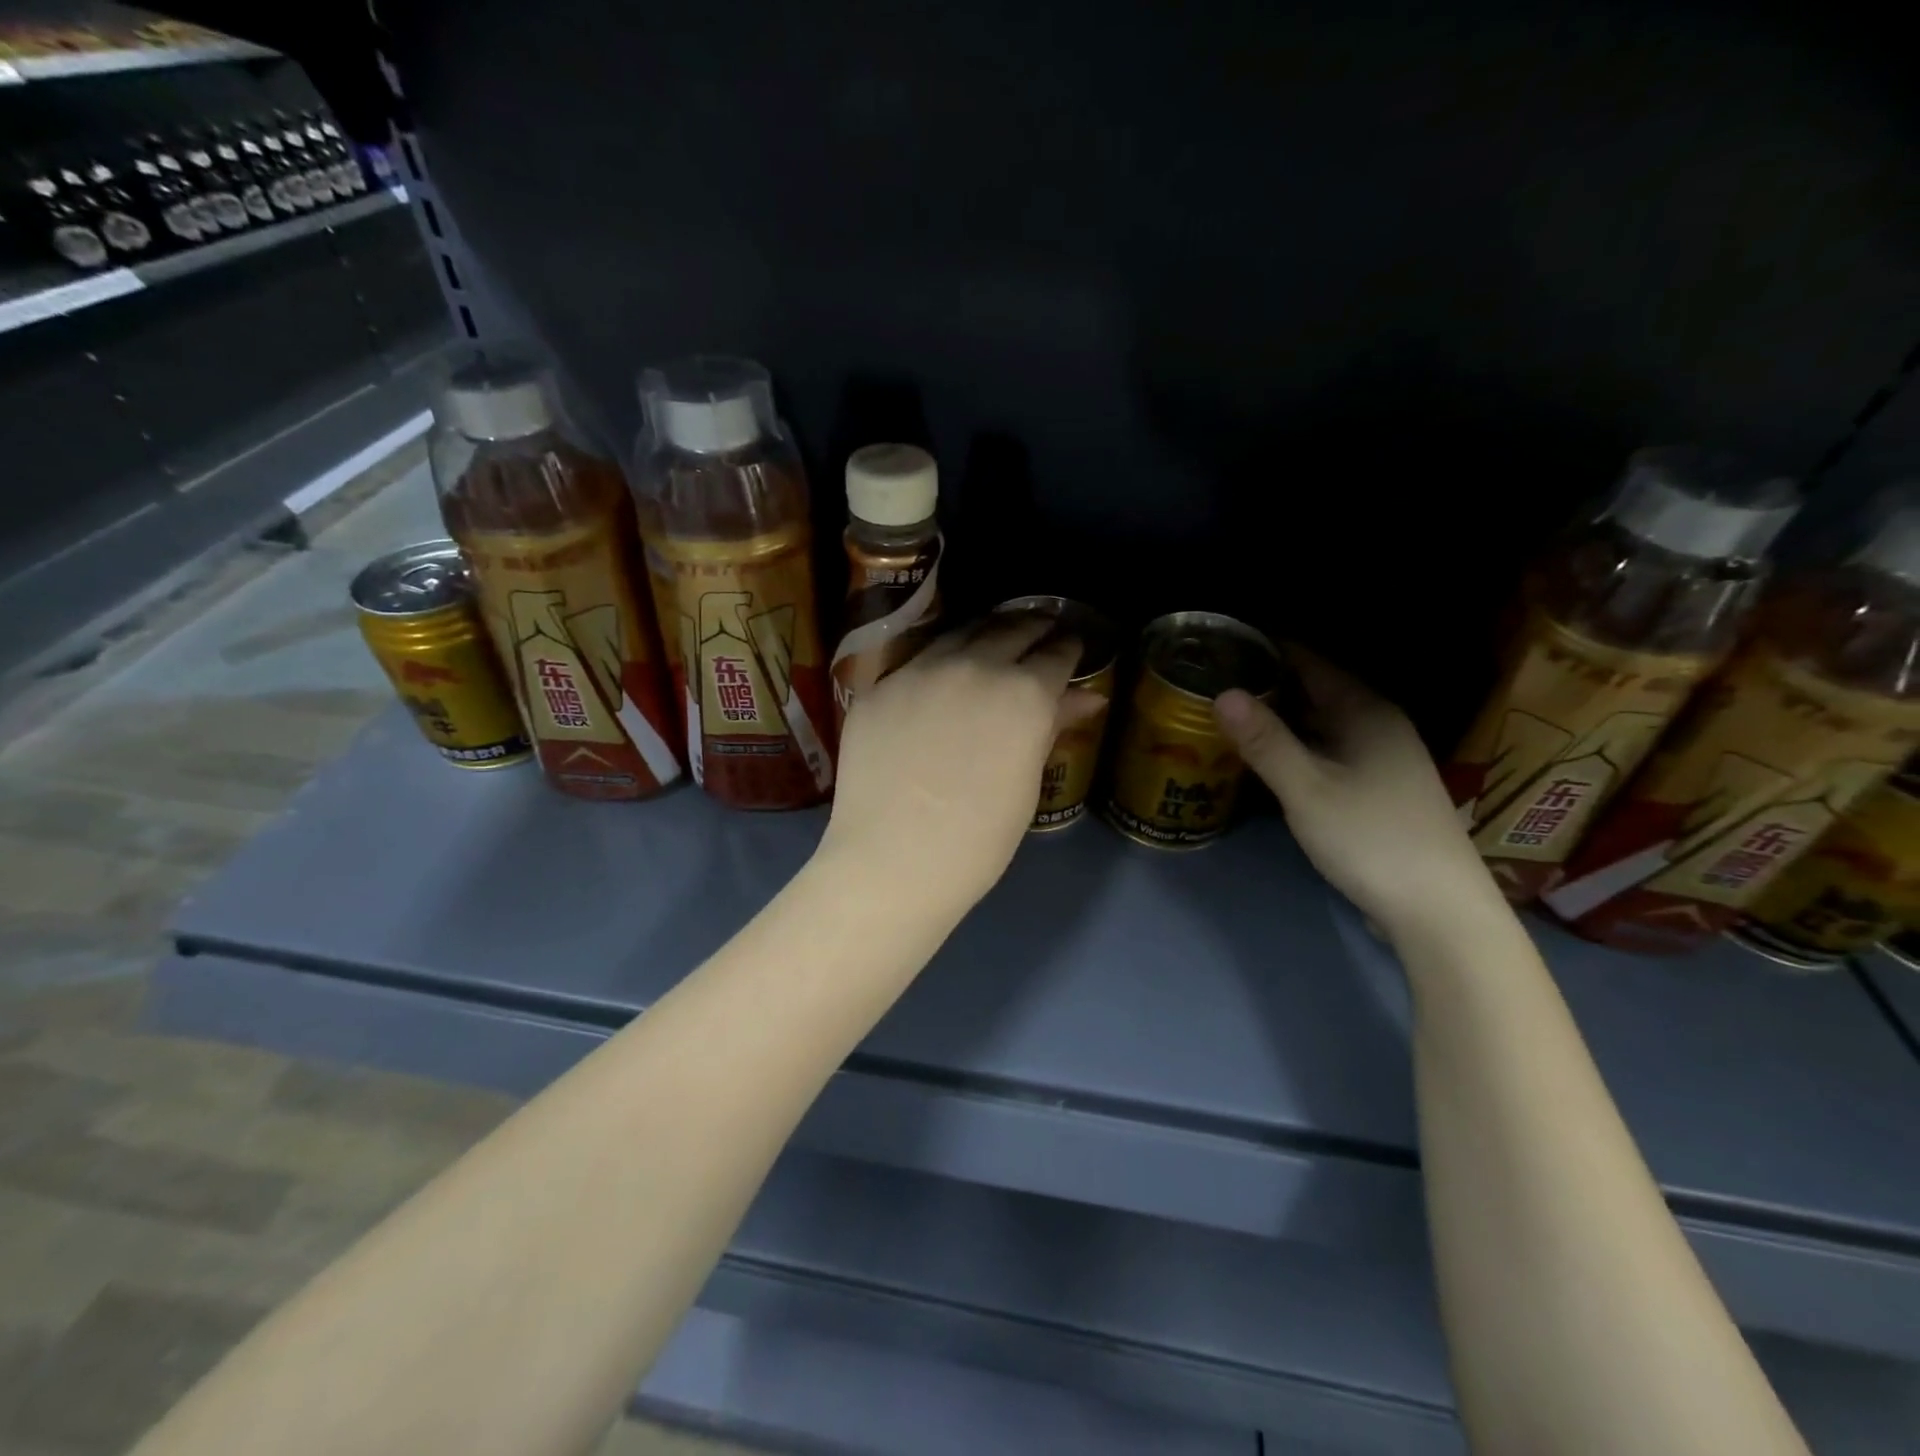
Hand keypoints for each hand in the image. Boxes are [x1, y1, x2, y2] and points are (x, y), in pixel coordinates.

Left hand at [818, 618, 1103, 918]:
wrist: (893, 860)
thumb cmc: (978, 839)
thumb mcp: (1027, 783)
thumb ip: (1052, 727)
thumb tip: (1087, 697)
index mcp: (1024, 693)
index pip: (1056, 654)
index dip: (1068, 649)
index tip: (1071, 648)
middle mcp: (975, 666)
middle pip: (1011, 629)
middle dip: (1032, 628)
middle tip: (1040, 632)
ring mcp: (920, 670)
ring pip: (961, 634)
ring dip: (986, 633)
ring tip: (994, 639)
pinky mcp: (880, 686)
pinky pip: (917, 661)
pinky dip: (940, 660)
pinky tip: (942, 673)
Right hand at [1214, 648, 1497, 936]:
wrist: (1437, 909)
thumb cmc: (1370, 838)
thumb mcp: (1307, 789)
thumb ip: (1265, 741)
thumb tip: (1223, 693)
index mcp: (1367, 712)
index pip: (1312, 662)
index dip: (1269, 650)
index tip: (1223, 646)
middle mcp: (1378, 726)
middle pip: (1317, 692)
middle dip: (1268, 685)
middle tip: (1214, 681)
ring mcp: (1382, 759)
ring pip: (1322, 725)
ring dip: (1280, 719)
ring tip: (1229, 715)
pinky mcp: (1378, 790)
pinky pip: (1328, 751)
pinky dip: (1296, 747)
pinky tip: (1266, 758)